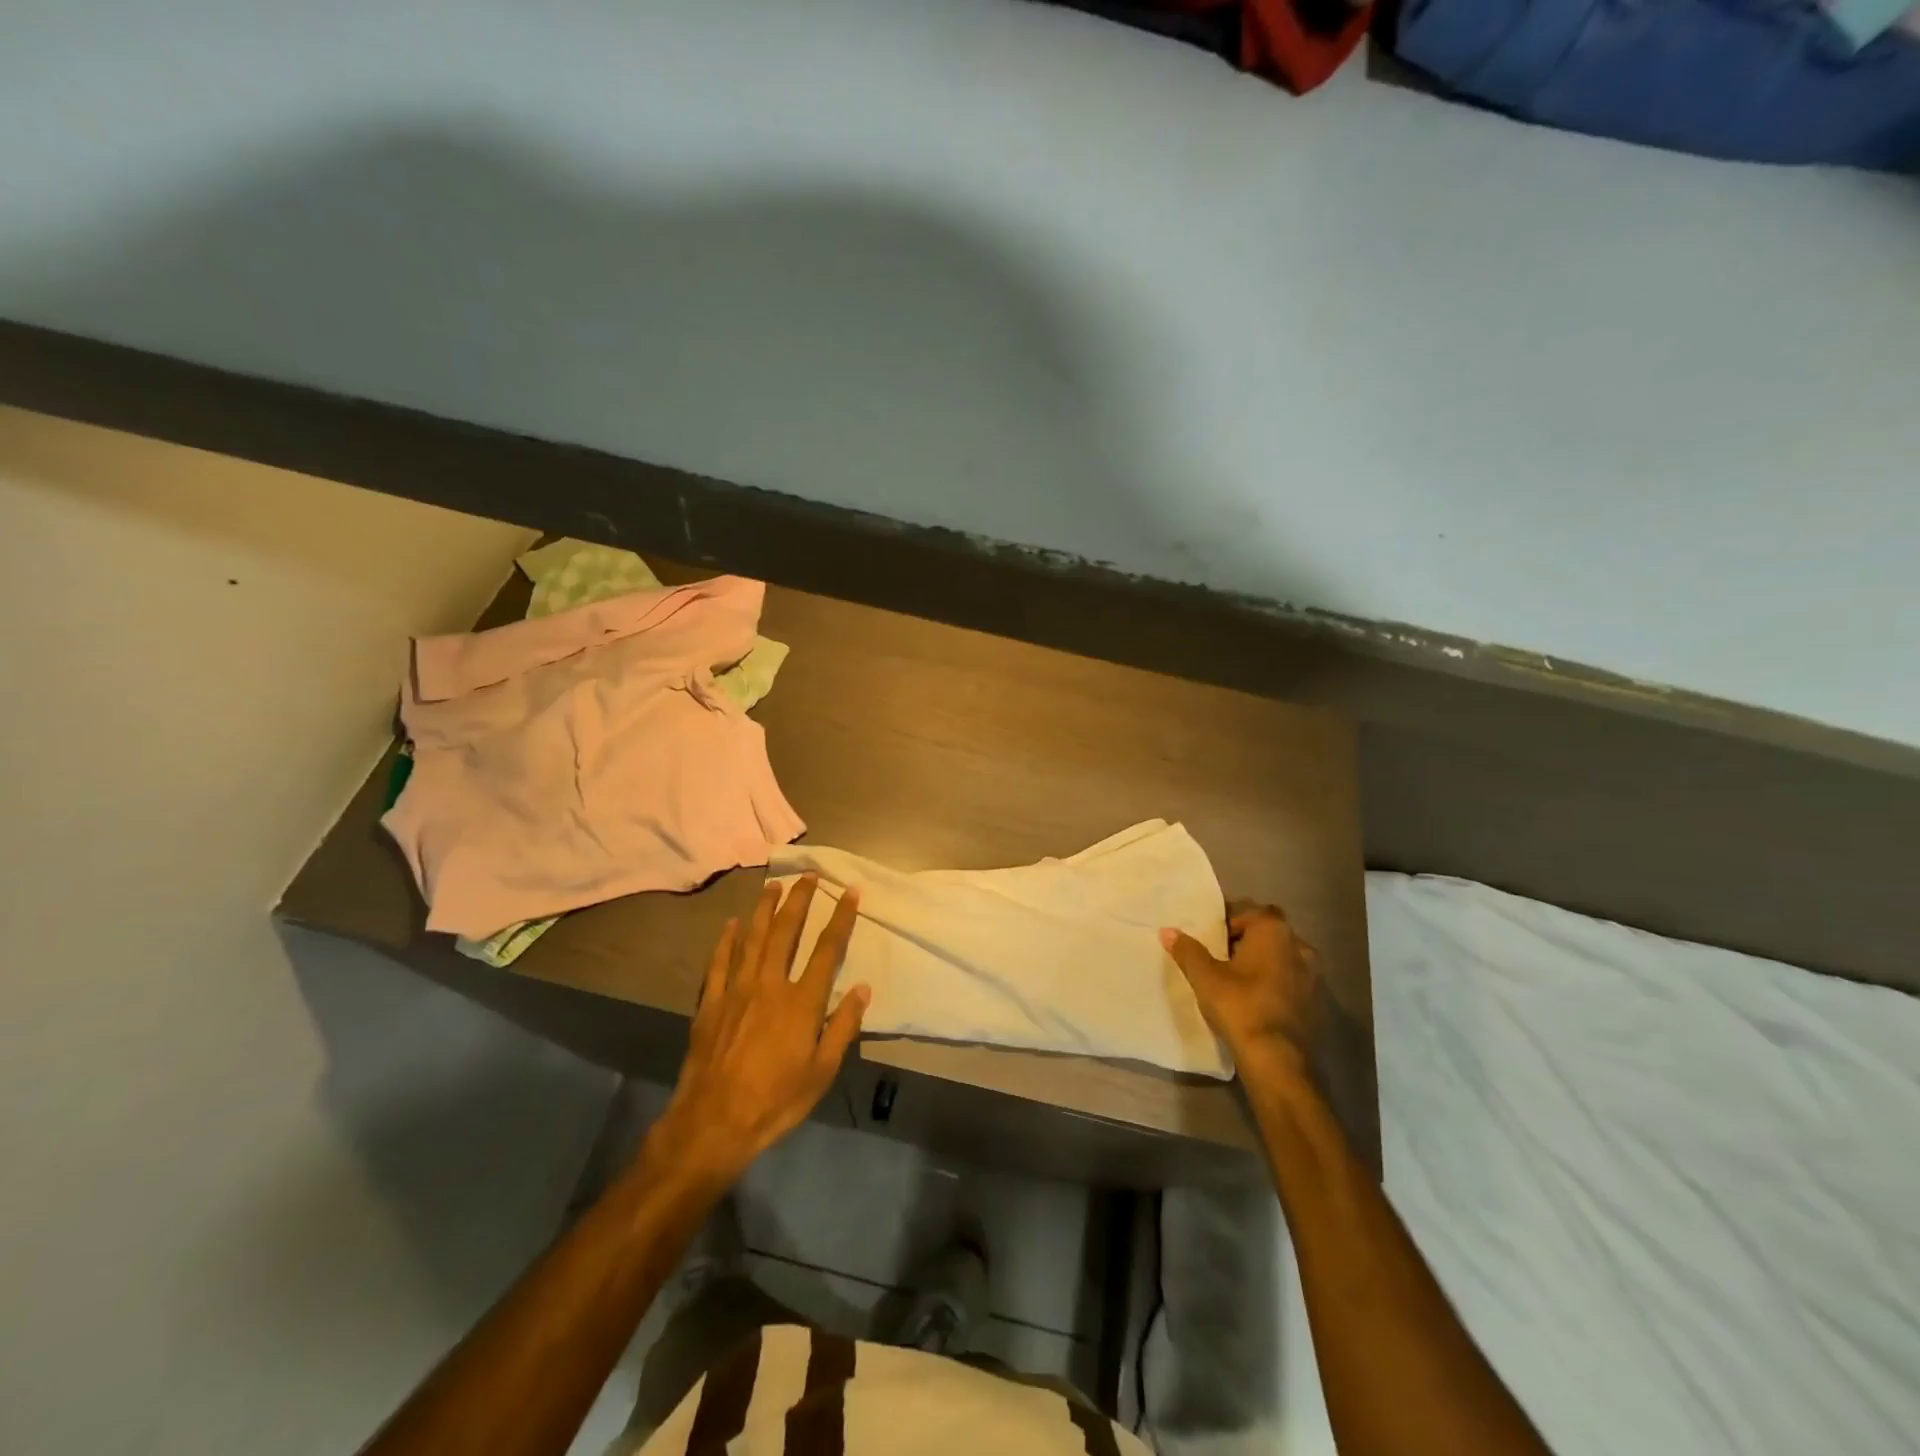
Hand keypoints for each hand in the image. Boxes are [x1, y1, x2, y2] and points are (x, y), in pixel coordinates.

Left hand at [644, 876, 868, 1185]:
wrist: (712, 1124)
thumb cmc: (775, 1101)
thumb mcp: (821, 1073)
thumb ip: (843, 1028)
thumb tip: (862, 989)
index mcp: (801, 1002)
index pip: (827, 950)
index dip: (841, 918)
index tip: (850, 892)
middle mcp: (769, 985)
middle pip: (786, 932)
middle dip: (799, 900)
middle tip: (808, 875)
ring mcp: (735, 991)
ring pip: (751, 938)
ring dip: (764, 909)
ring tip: (773, 885)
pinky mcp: (710, 1003)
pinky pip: (719, 962)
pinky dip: (726, 940)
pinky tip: (730, 924)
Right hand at [1162, 902, 1318, 1079]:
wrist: (1277, 1060)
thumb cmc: (1240, 1006)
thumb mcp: (1205, 977)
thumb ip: (1187, 950)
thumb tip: (1167, 931)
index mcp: (1274, 931)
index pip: (1248, 911)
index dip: (1227, 921)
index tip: (1210, 938)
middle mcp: (1299, 945)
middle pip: (1267, 932)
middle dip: (1245, 940)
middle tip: (1220, 956)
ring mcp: (1313, 975)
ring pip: (1281, 957)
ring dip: (1262, 962)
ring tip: (1236, 979)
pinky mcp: (1316, 1001)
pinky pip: (1290, 980)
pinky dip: (1274, 982)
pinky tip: (1255, 999)